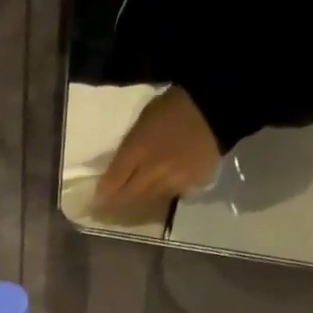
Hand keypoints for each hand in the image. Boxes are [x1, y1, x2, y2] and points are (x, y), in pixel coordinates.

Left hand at [94, 86, 221, 218]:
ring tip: (134, 199)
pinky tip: (162, 188)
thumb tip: (114, 173)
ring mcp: (173, 181)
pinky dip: (162, 193)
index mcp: (138, 149)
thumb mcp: (143, 121)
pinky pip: (170, 195)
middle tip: (110, 207)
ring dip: (139, 200)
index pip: (114, 180)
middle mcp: (153, 170)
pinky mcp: (191, 185)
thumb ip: (128, 149)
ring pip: (149, 199)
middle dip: (118, 201)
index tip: (95, 201)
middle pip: (130, 195)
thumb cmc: (175, 106)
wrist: (216, 107)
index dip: (103, 193)